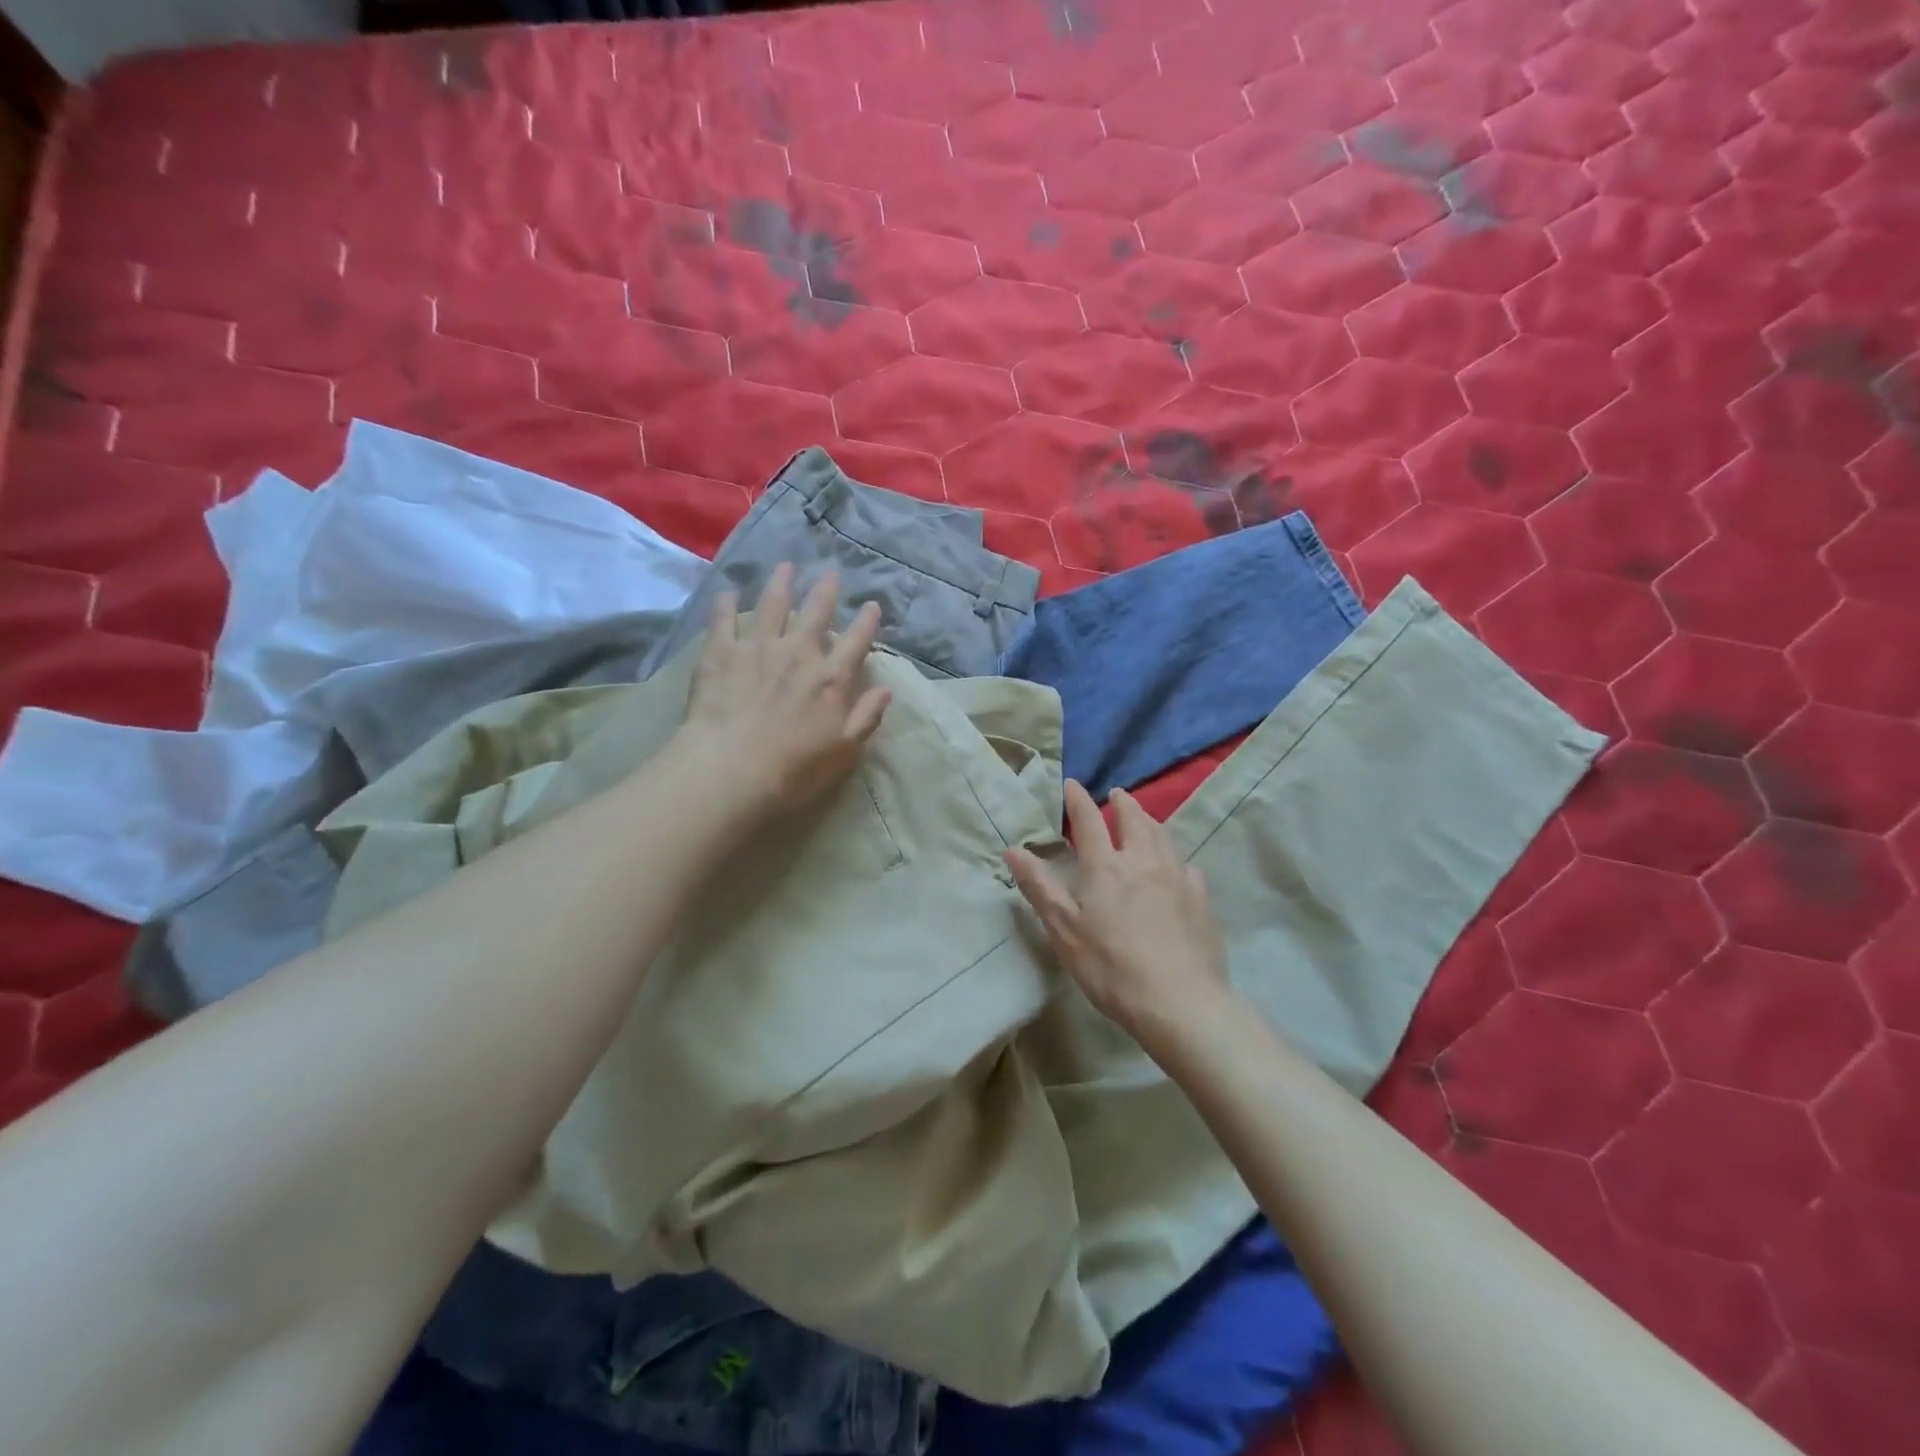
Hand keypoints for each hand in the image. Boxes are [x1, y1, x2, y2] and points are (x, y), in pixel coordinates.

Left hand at [680, 564, 890, 814]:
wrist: (731, 769)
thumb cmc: (794, 768)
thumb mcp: (844, 750)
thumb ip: (867, 717)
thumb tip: (886, 690)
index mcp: (831, 678)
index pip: (856, 642)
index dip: (867, 622)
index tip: (872, 605)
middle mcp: (798, 653)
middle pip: (816, 613)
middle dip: (825, 591)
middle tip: (830, 573)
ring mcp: (758, 648)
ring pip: (772, 606)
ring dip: (781, 584)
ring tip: (785, 567)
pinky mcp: (721, 653)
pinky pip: (724, 620)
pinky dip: (727, 604)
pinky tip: (729, 593)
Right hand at [1005, 780, 1230, 1037]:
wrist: (1179, 1001)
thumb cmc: (1110, 967)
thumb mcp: (1063, 930)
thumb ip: (1039, 887)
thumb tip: (1013, 849)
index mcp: (1105, 866)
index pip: (1089, 820)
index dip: (1078, 800)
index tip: (1072, 784)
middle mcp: (1143, 861)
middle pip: (1134, 819)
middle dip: (1122, 803)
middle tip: (1116, 794)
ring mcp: (1177, 877)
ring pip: (1163, 836)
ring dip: (1149, 820)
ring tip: (1144, 818)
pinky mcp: (1201, 898)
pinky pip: (1186, 865)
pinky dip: (1174, 856)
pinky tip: (1176, 867)